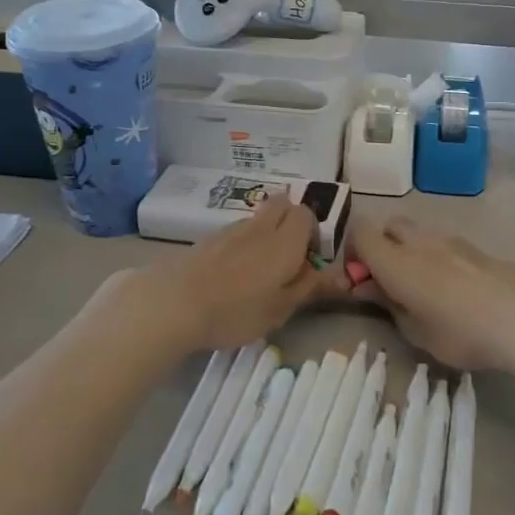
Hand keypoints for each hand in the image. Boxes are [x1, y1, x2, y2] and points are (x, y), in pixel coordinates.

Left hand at [105, 198, 346, 354]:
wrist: (174, 303)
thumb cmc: (237, 310)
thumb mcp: (281, 308)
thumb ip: (310, 287)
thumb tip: (339, 275)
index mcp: (285, 240)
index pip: (307, 214)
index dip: (313, 233)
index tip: (309, 261)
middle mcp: (260, 226)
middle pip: (282, 203)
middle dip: (291, 221)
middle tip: (288, 256)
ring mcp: (231, 229)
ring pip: (258, 218)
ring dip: (266, 233)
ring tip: (258, 270)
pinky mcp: (208, 239)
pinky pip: (236, 231)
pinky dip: (243, 243)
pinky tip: (232, 274)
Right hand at [346, 215, 514, 373]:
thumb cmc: (460, 332)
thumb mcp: (414, 331)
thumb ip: (388, 304)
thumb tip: (371, 287)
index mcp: (395, 260)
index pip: (361, 232)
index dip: (352, 249)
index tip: (358, 276)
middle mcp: (419, 241)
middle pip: (390, 225)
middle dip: (383, 244)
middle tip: (388, 279)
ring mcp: (450, 240)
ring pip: (419, 232)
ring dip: (411, 250)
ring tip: (423, 285)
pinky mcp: (475, 248)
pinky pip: (443, 243)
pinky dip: (436, 256)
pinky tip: (451, 286)